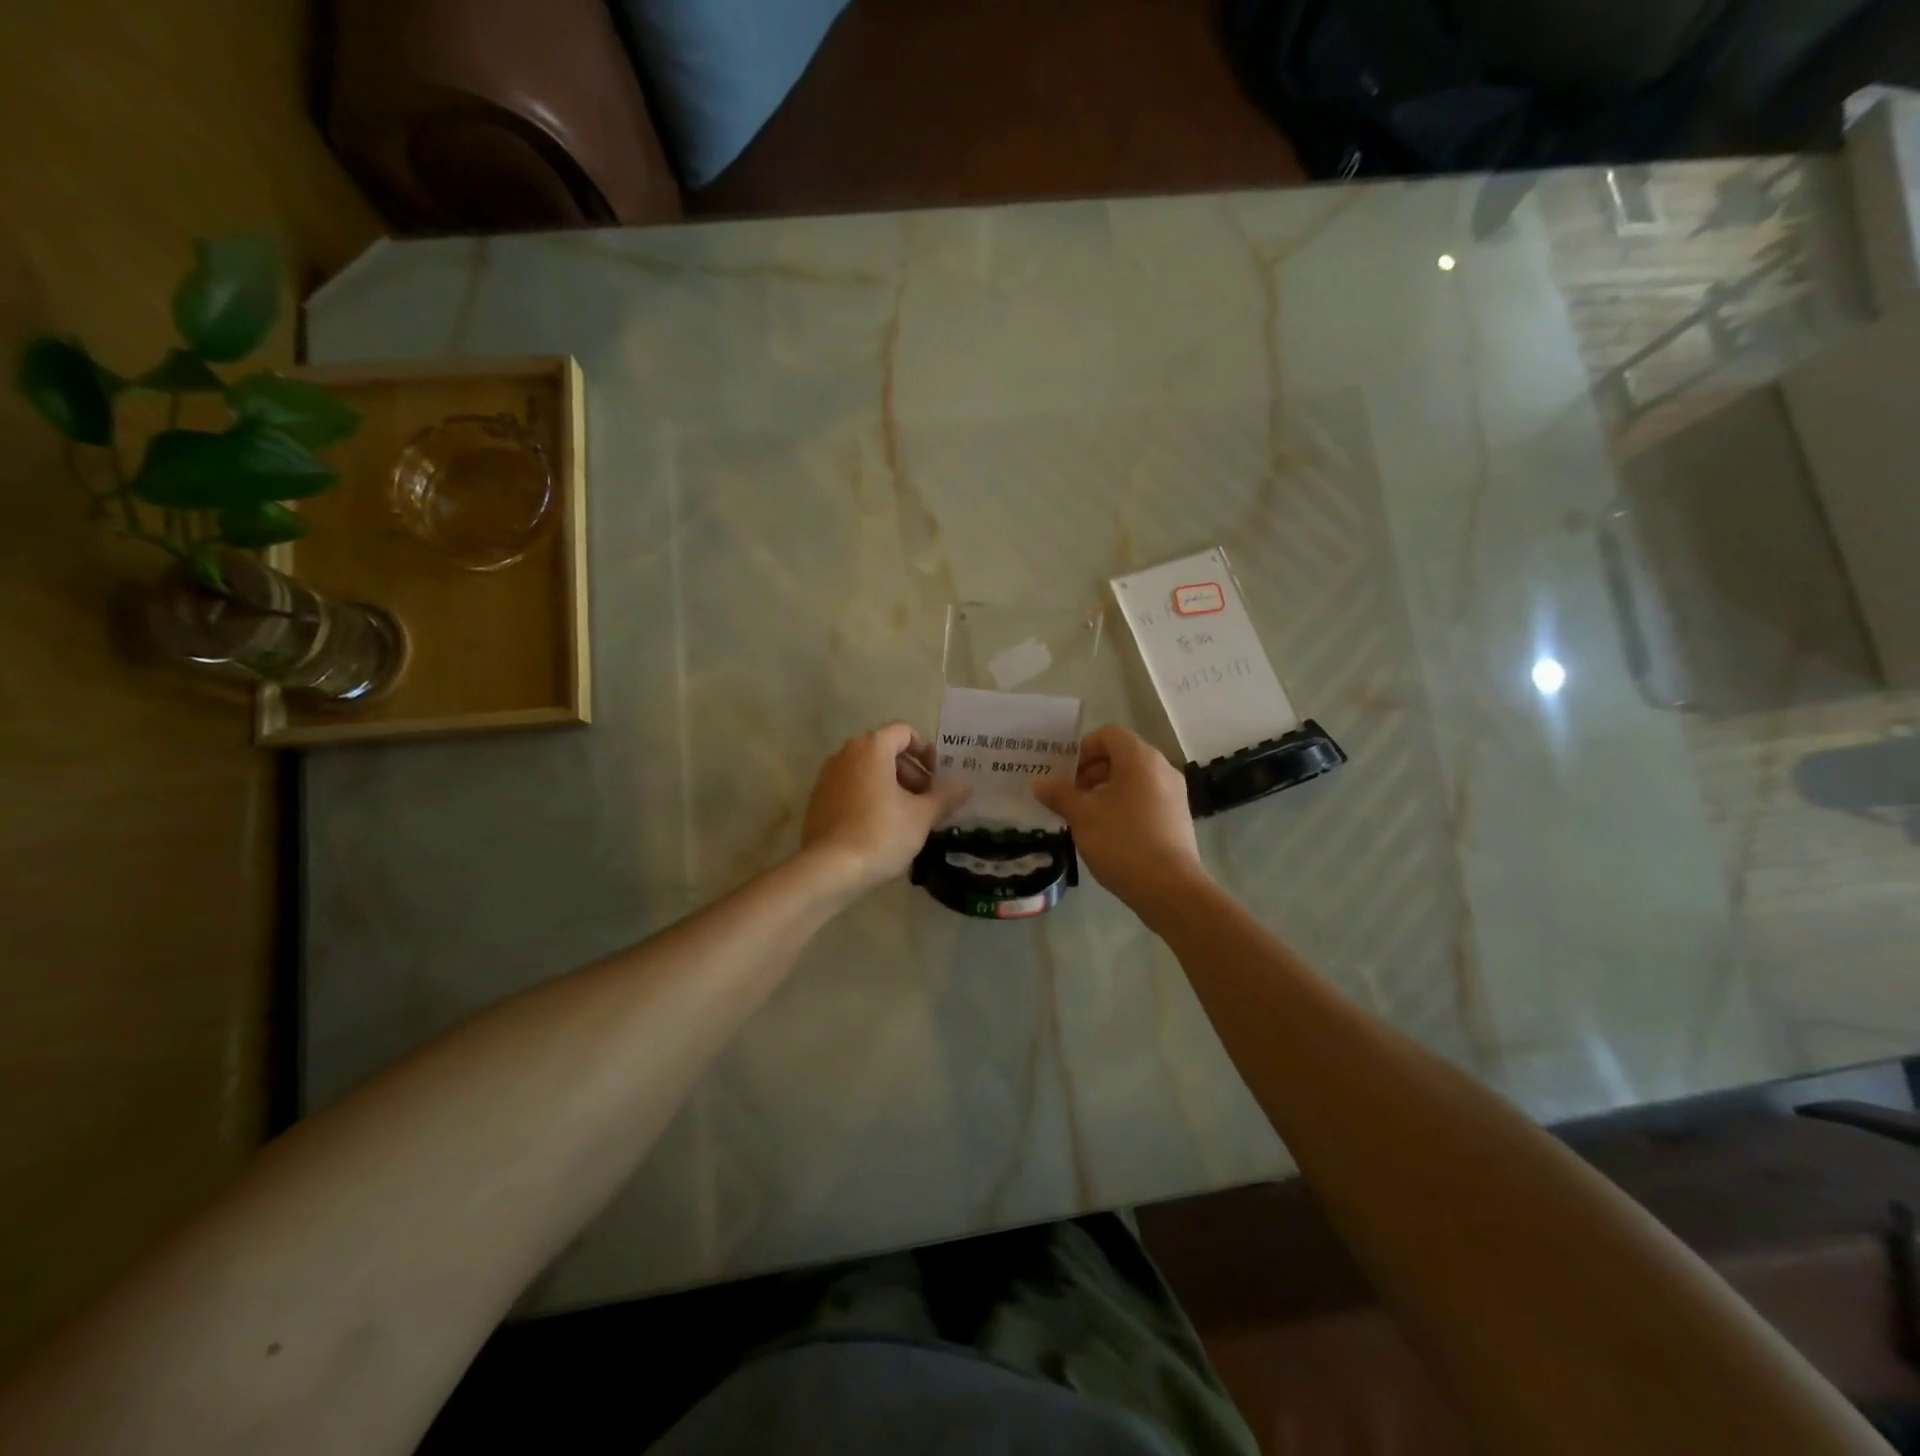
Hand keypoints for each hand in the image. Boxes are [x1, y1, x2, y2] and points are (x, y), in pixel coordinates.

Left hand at [801, 723, 968, 895]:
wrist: (830, 869)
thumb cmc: (881, 833)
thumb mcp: (922, 816)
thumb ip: (945, 796)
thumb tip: (965, 786)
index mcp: (872, 748)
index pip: (905, 732)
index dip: (926, 751)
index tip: (937, 777)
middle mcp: (846, 754)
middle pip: (886, 751)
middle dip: (911, 772)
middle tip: (927, 801)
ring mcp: (828, 776)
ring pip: (868, 771)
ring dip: (892, 786)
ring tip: (908, 817)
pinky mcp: (818, 800)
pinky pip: (851, 788)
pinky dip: (871, 797)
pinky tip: (881, 828)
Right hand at [1034, 725, 1210, 917]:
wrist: (1170, 888)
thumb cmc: (1122, 842)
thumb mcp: (1082, 816)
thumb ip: (1059, 794)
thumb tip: (1040, 782)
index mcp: (1140, 758)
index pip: (1108, 735)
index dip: (1082, 749)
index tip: (1065, 775)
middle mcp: (1161, 768)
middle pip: (1121, 755)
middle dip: (1091, 772)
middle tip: (1070, 797)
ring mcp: (1174, 793)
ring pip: (1133, 779)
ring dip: (1106, 790)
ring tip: (1086, 817)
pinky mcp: (1177, 817)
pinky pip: (1146, 798)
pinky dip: (1124, 805)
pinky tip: (1109, 832)